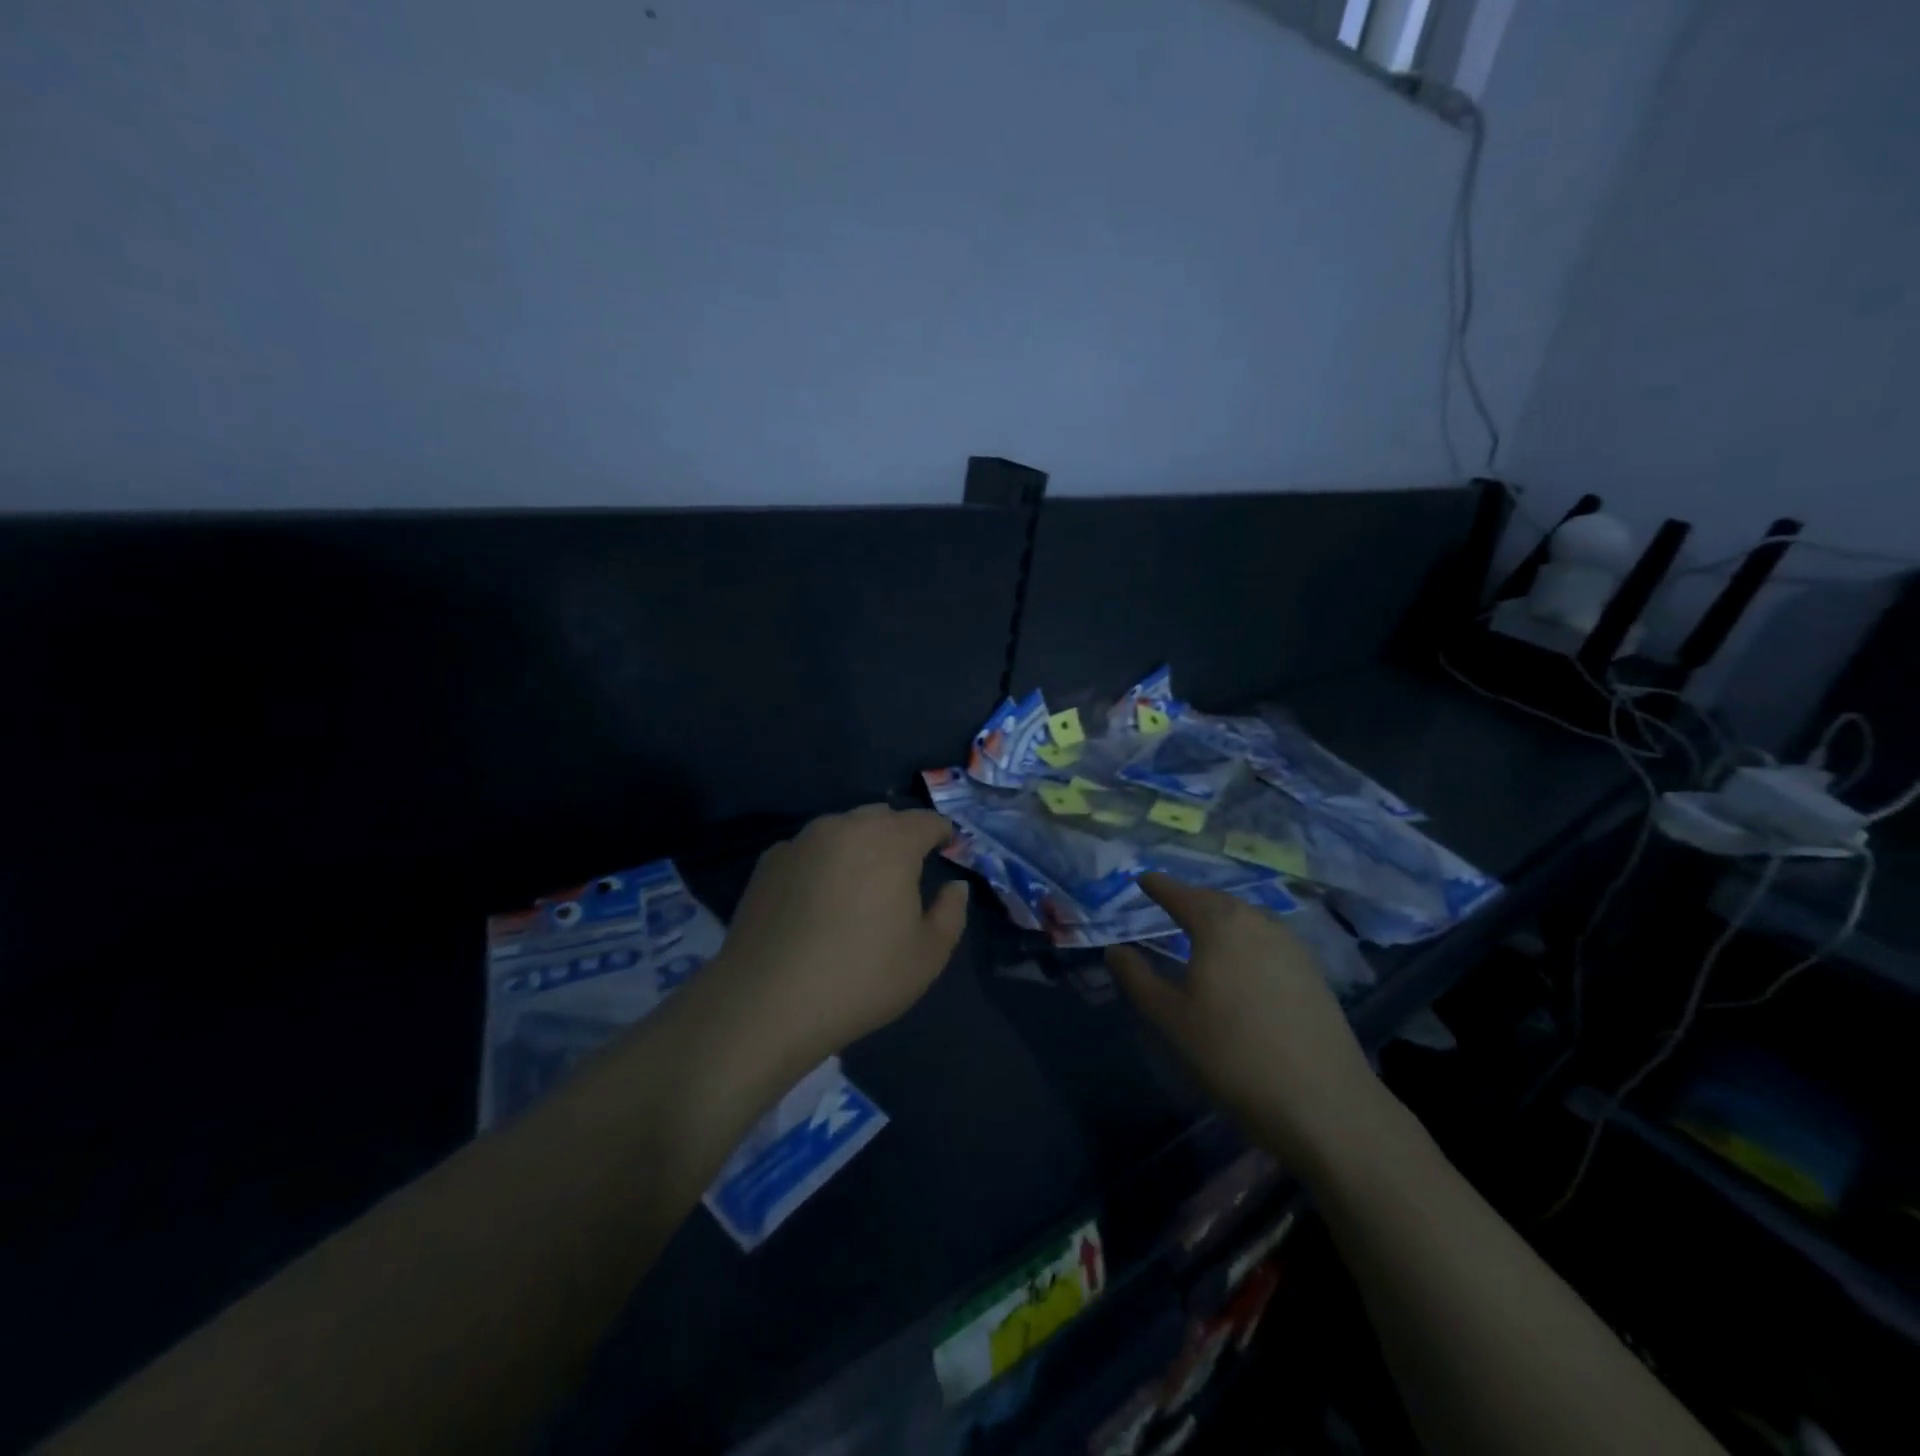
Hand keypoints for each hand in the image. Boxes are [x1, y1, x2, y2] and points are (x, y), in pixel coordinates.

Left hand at [710, 804, 968, 1064]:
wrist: (766, 1001)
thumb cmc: (861, 978)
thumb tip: (954, 886)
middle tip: (907, 869)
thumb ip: (951, 912)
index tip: (949, 849)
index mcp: (891, 842)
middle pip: (883, 817)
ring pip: (843, 828)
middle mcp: (846, 827)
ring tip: (861, 882)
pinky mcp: (769, 862)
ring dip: (860, 844)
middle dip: (901, 834)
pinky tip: (819, 898)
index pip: (926, 820)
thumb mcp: (927, 956)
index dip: (943, 832)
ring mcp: (802, 841)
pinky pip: (810, 849)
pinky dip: (824, 861)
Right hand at [1106, 874, 1382, 1170]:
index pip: (1180, 894)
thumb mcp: (1171, 1018)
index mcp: (1219, 924)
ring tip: (1200, 931)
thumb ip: (1137, 978)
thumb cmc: (1233, 1054)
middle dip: (1190, 899)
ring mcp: (1291, 945)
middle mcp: (1257, 921)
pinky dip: (1244, 938)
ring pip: (1245, 918)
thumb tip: (1115, 950)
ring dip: (1219, 918)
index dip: (1158, 886)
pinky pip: (1266, 938)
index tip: (1142, 880)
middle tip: (1168, 904)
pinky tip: (1240, 961)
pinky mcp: (1312, 971)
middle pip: (1216, 900)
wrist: (1324, 1103)